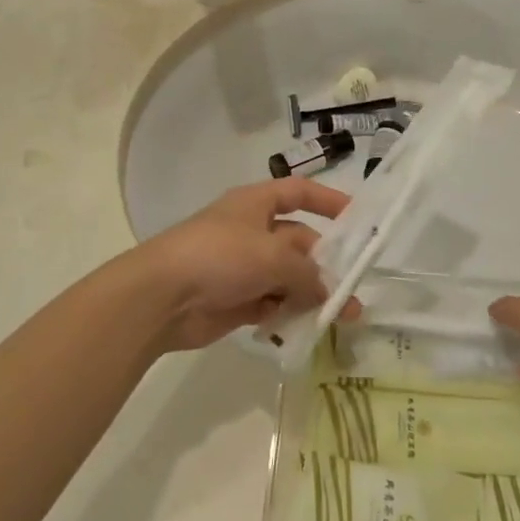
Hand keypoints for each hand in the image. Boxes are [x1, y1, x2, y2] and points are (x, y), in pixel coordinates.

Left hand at [127, 180, 351, 351]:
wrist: (161, 298)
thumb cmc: (219, 256)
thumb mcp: (272, 256)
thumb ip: (307, 273)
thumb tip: (328, 292)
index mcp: (256, 204)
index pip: (298, 192)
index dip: (328, 200)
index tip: (357, 219)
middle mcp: (252, 231)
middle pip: (299, 242)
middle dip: (326, 264)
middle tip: (355, 289)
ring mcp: (242, 267)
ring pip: (288, 277)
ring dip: (312, 295)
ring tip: (342, 317)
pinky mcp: (236, 300)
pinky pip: (272, 304)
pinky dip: (288, 314)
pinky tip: (308, 328)